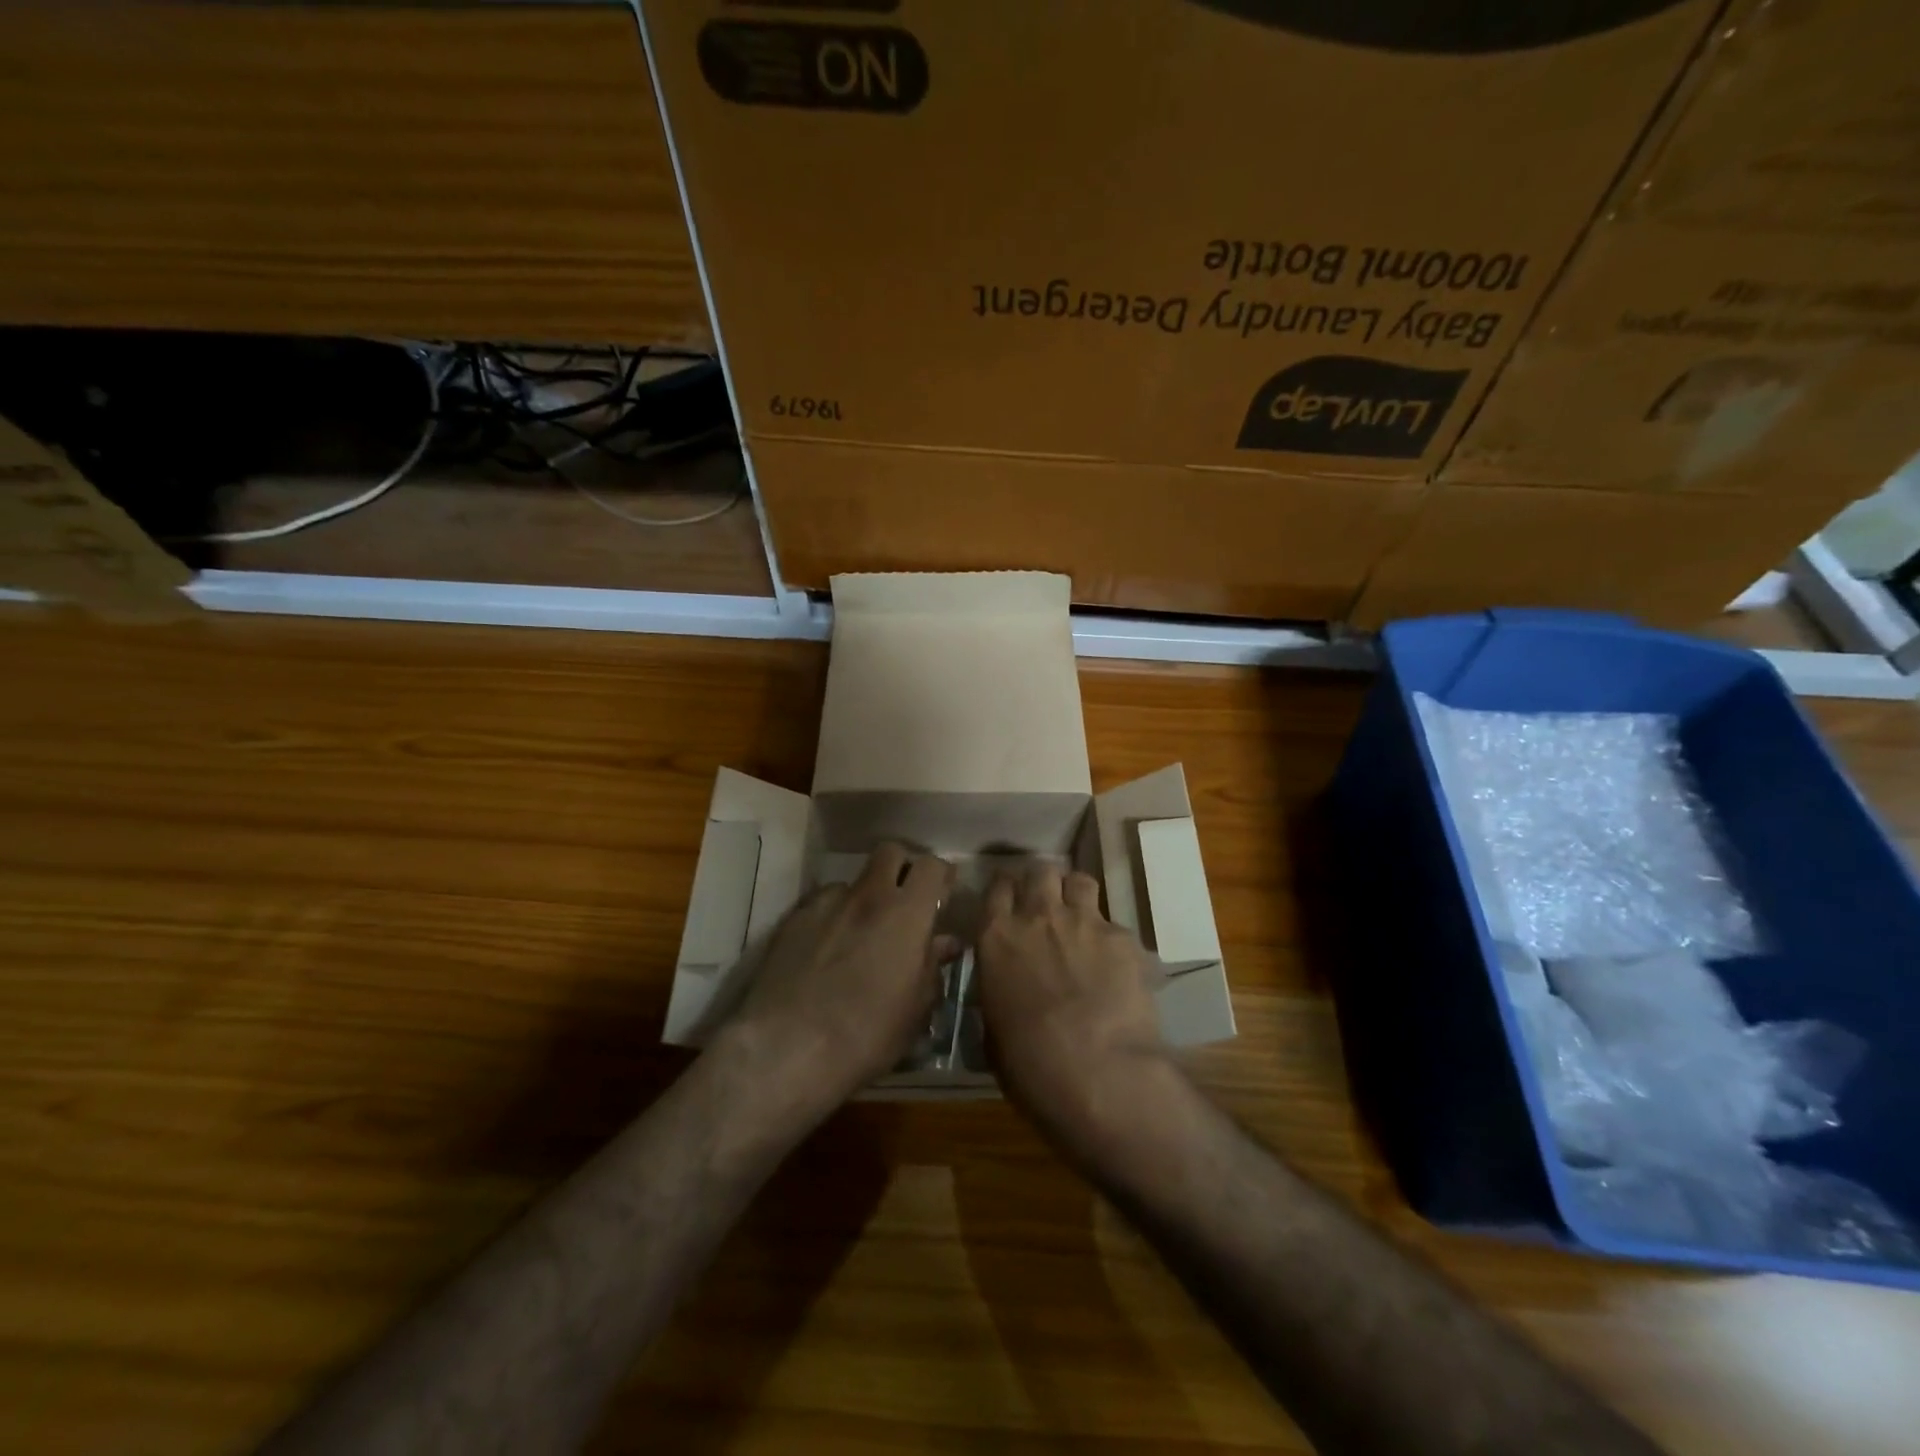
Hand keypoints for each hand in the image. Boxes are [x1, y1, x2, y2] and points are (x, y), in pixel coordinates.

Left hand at [721, 842, 955, 1111]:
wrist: (786, 1048)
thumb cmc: (866, 1035)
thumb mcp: (914, 1010)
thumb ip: (932, 967)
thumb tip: (944, 943)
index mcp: (906, 914)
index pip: (931, 866)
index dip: (941, 875)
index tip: (944, 893)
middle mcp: (867, 896)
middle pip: (890, 852)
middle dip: (902, 868)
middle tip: (905, 901)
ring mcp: (826, 903)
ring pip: (853, 881)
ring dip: (864, 898)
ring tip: (860, 933)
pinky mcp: (793, 918)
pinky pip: (821, 904)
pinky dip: (832, 917)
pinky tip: (826, 948)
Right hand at [976, 863, 1170, 1145]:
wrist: (1098, 1075)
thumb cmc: (1031, 1065)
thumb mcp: (993, 1030)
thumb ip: (997, 993)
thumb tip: (1004, 991)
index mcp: (997, 937)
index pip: (997, 887)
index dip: (1005, 889)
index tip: (1009, 899)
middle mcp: (1038, 916)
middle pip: (1039, 872)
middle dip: (1042, 883)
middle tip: (1044, 906)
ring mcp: (1083, 922)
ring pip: (1078, 881)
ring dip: (1075, 894)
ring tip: (1079, 917)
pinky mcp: (1122, 938)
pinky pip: (1114, 923)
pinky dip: (1110, 938)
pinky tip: (1115, 964)